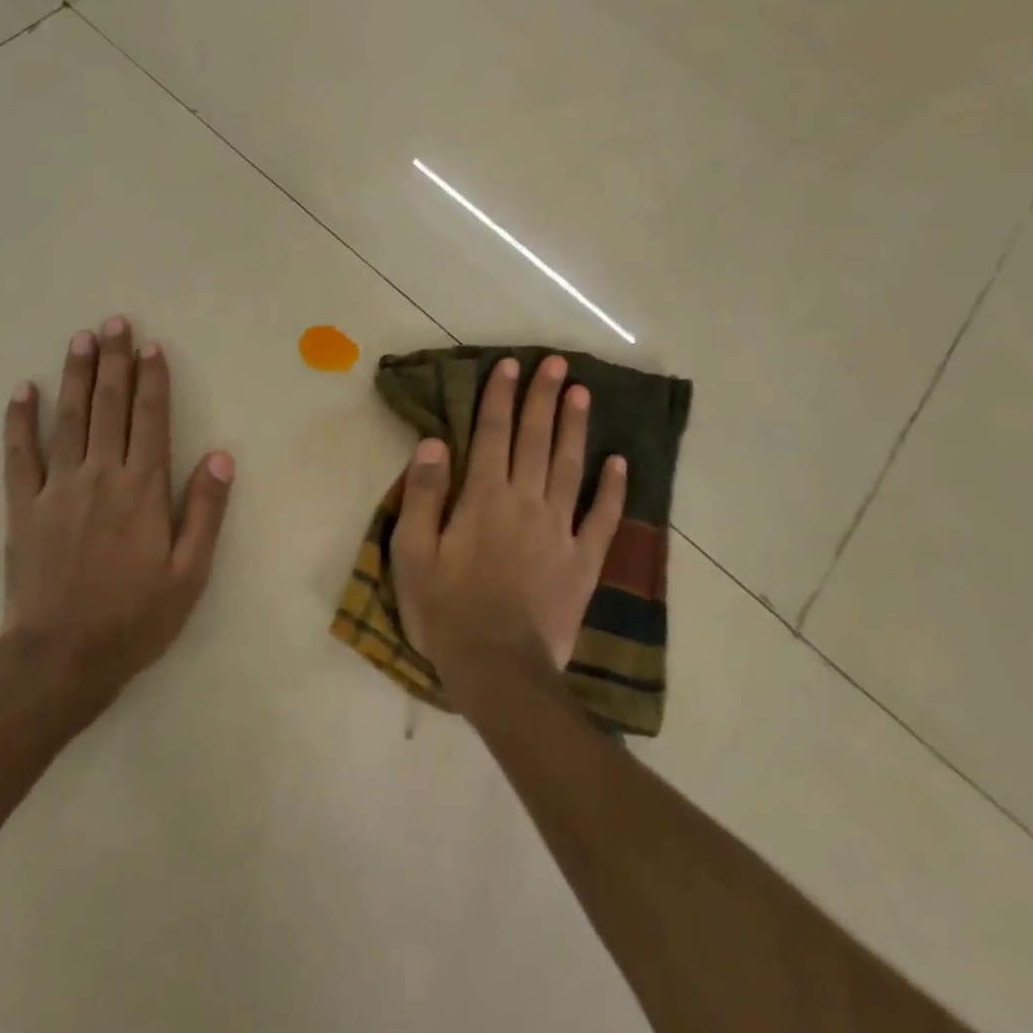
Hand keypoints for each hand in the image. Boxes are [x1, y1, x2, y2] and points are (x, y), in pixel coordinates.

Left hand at [1, 317, 234, 719]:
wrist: (62, 657)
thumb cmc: (136, 617)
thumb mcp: (190, 572)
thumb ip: (205, 510)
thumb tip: (222, 455)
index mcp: (143, 489)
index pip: (151, 419)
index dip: (152, 379)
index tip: (151, 346)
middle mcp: (101, 476)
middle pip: (109, 406)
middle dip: (114, 361)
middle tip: (114, 323)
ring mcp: (57, 488)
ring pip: (69, 418)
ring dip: (75, 376)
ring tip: (80, 339)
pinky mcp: (23, 506)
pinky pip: (20, 454)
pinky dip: (20, 420)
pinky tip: (23, 390)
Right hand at [391, 355, 625, 693]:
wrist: (498, 669)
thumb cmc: (446, 610)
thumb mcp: (413, 553)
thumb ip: (423, 495)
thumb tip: (434, 442)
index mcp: (483, 499)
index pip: (492, 435)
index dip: (500, 398)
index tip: (511, 365)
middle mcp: (525, 503)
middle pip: (536, 441)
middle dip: (544, 399)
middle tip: (557, 363)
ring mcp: (560, 531)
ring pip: (570, 468)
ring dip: (576, 428)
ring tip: (584, 394)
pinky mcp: (583, 562)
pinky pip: (603, 519)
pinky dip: (614, 490)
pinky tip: (620, 463)